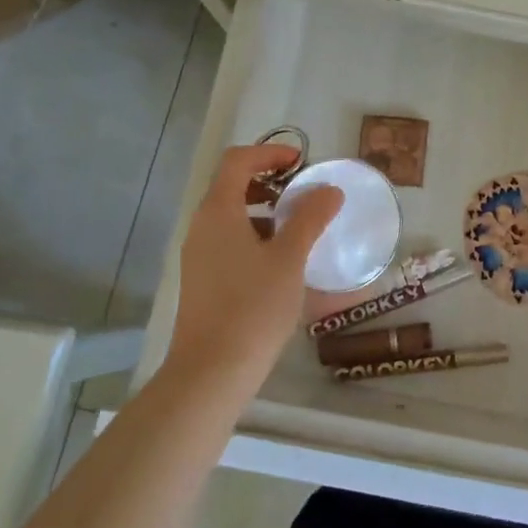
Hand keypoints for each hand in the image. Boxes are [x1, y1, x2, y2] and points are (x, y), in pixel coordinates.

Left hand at [165, 143, 342, 400]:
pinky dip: (258, 239)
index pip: (238, 161)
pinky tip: (285, 265)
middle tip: (305, 194)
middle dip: (271, 183)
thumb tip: (329, 190)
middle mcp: (202, 227)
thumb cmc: (253, 307)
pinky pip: (231, 243)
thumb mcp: (290, 258)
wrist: (210, 374)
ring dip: (267, 213)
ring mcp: (199, 256)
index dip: (270, 152)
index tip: (303, 163)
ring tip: (301, 230)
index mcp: (218, 211)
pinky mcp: (203, 282)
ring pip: (233, 217)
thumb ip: (310, 218)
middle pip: (233, 186)